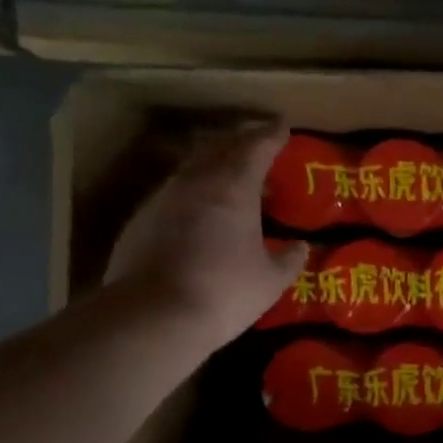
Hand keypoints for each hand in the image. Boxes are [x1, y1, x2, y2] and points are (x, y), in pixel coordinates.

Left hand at [104, 121, 307, 358]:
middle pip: (220, 147)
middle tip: (258, 144)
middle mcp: (196, 181)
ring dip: (214, 165)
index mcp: (233, 187)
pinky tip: (199, 212)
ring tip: (231, 178)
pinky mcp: (140, 220)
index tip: (283, 126)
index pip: (256, 147)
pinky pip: (174, 192)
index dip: (272, 135)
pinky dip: (193, 191)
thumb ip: (288, 260)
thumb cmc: (223, 292)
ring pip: (193, 167)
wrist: (152, 316)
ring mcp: (163, 198)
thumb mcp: (270, 281)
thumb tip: (301, 247)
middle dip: (241, 141)